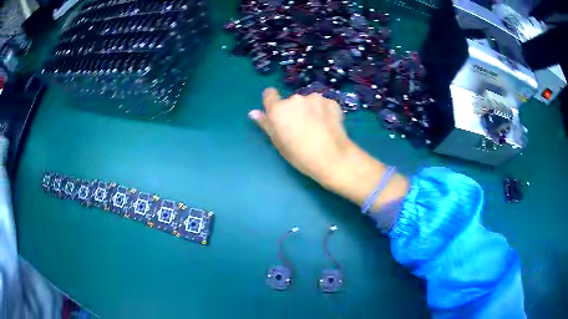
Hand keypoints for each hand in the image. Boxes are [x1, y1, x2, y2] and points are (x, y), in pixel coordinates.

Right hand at [248, 88, 352, 185]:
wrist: (333, 158)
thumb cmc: (300, 155)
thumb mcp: (278, 143)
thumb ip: (266, 124)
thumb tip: (253, 112)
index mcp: (278, 109)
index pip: (269, 94)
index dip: (272, 102)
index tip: (279, 114)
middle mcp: (295, 98)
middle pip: (291, 101)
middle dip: (294, 110)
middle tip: (302, 129)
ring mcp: (315, 98)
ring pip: (308, 102)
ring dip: (310, 110)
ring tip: (317, 128)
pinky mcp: (331, 101)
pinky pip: (323, 104)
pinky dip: (324, 112)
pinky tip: (328, 126)